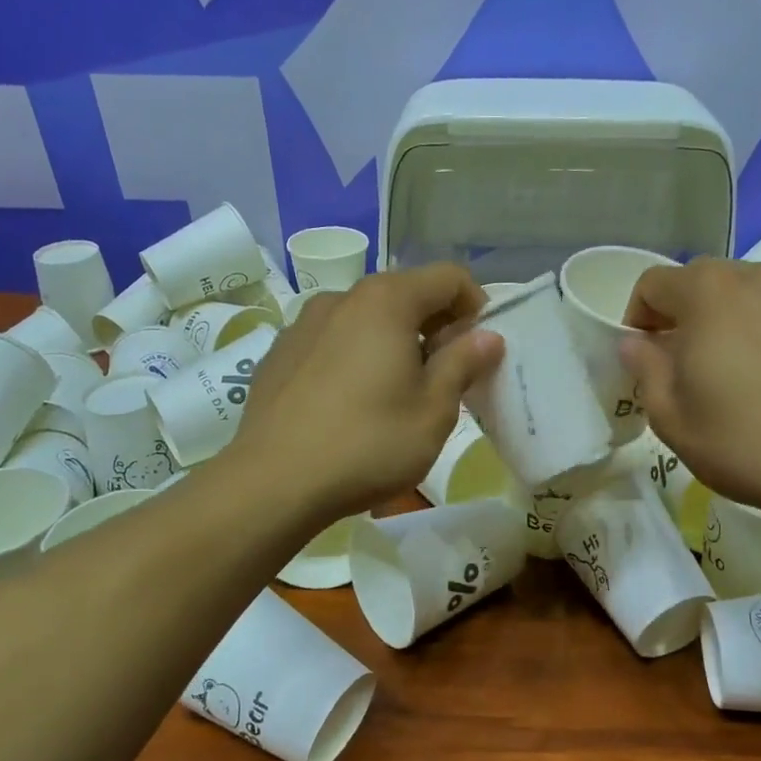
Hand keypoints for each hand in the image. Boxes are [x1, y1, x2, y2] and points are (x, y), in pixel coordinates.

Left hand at [232, 263, 503, 521]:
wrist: (273, 483)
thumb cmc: (368, 444)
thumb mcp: (433, 411)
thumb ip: (463, 363)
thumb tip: (487, 336)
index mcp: (386, 301)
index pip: (448, 277)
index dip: (475, 305)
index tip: (479, 349)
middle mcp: (341, 298)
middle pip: (404, 294)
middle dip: (434, 326)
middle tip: (446, 376)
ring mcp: (303, 324)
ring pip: (365, 319)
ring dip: (393, 342)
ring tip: (396, 392)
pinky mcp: (278, 354)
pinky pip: (332, 342)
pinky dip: (354, 357)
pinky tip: (350, 404)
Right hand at [619, 259, 760, 531]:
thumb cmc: (745, 444)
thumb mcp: (671, 418)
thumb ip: (645, 369)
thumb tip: (637, 343)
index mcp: (709, 292)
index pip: (654, 283)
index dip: (638, 318)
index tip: (646, 357)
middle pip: (705, 283)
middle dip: (686, 317)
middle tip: (689, 368)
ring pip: (752, 296)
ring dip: (733, 322)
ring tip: (741, 374)